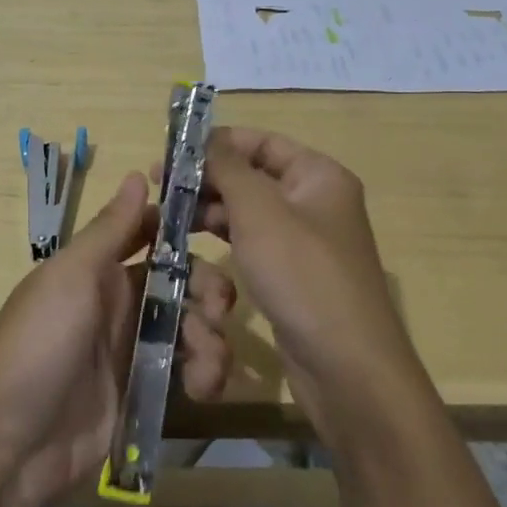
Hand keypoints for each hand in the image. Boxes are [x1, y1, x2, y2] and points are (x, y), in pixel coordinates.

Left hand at [0, 173, 234, 506]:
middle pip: (183, 282)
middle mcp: (121, 302)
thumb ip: (110, 229)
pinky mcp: (145, 393)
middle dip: (209, 290)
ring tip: (207, 365)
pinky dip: (205, 374)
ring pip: (192, 326)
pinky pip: (188, 372)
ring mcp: (134, 349)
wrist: (9, 445)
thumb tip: (139, 173)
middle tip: (218, 310)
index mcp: (100, 268)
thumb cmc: (38, 343)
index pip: (152, 234)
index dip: (185, 230)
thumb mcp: (71, 277)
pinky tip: (202, 389)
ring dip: (212, 338)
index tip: (222, 228)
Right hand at [191, 128, 422, 437]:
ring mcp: (305, 241)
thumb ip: (227, 168)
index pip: (262, 141)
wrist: (346, 367)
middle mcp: (315, 201)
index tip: (172, 151)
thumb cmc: (302, 274)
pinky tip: (191, 242)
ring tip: (166, 215)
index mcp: (318, 175)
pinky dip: (224, 237)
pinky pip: (253, 242)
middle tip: (159, 186)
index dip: (217, 142)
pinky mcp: (293, 275)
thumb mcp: (259, 211)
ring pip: (249, 211)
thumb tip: (204, 138)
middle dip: (208, 178)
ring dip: (210, 209)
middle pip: (253, 175)